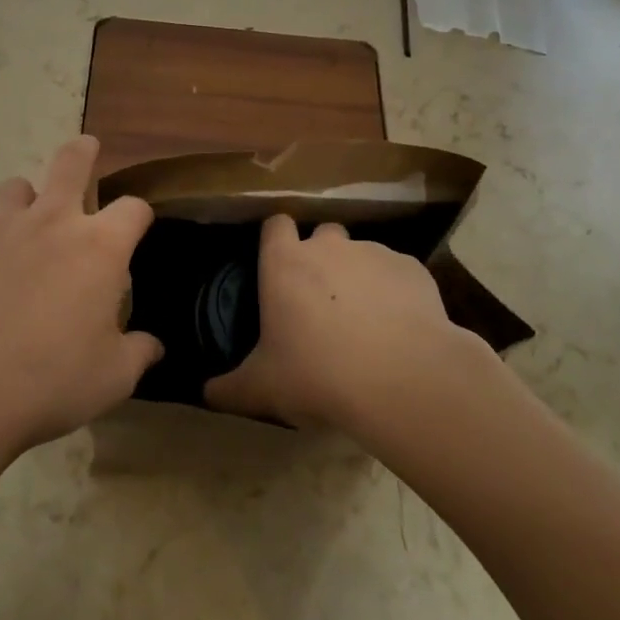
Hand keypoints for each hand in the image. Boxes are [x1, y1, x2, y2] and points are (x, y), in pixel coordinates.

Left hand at [0, 135, 159, 460]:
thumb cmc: (50, 383)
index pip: (133, 208)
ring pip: (16, 186)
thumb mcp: (112, 378)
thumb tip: (154, 347)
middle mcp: (53, 221)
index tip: (137, 227)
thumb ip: (138, 354)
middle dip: (83, 152)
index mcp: (100, 247)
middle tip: (86, 148)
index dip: (139, 215)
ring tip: (23, 223)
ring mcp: (0, 225)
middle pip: (71, 162)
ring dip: (26, 200)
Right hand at [205, 213, 473, 432]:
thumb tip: (206, 394)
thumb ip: (230, 388)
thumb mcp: (263, 388)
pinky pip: (398, 274)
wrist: (401, 380)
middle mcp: (329, 246)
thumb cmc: (318, 375)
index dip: (277, 241)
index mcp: (285, 263)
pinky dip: (396, 293)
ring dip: (360, 277)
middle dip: (323, 257)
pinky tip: (400, 329)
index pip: (275, 225)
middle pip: (323, 234)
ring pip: (363, 254)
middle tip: (323, 300)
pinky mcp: (412, 269)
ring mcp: (374, 252)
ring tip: (367, 322)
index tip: (280, 266)